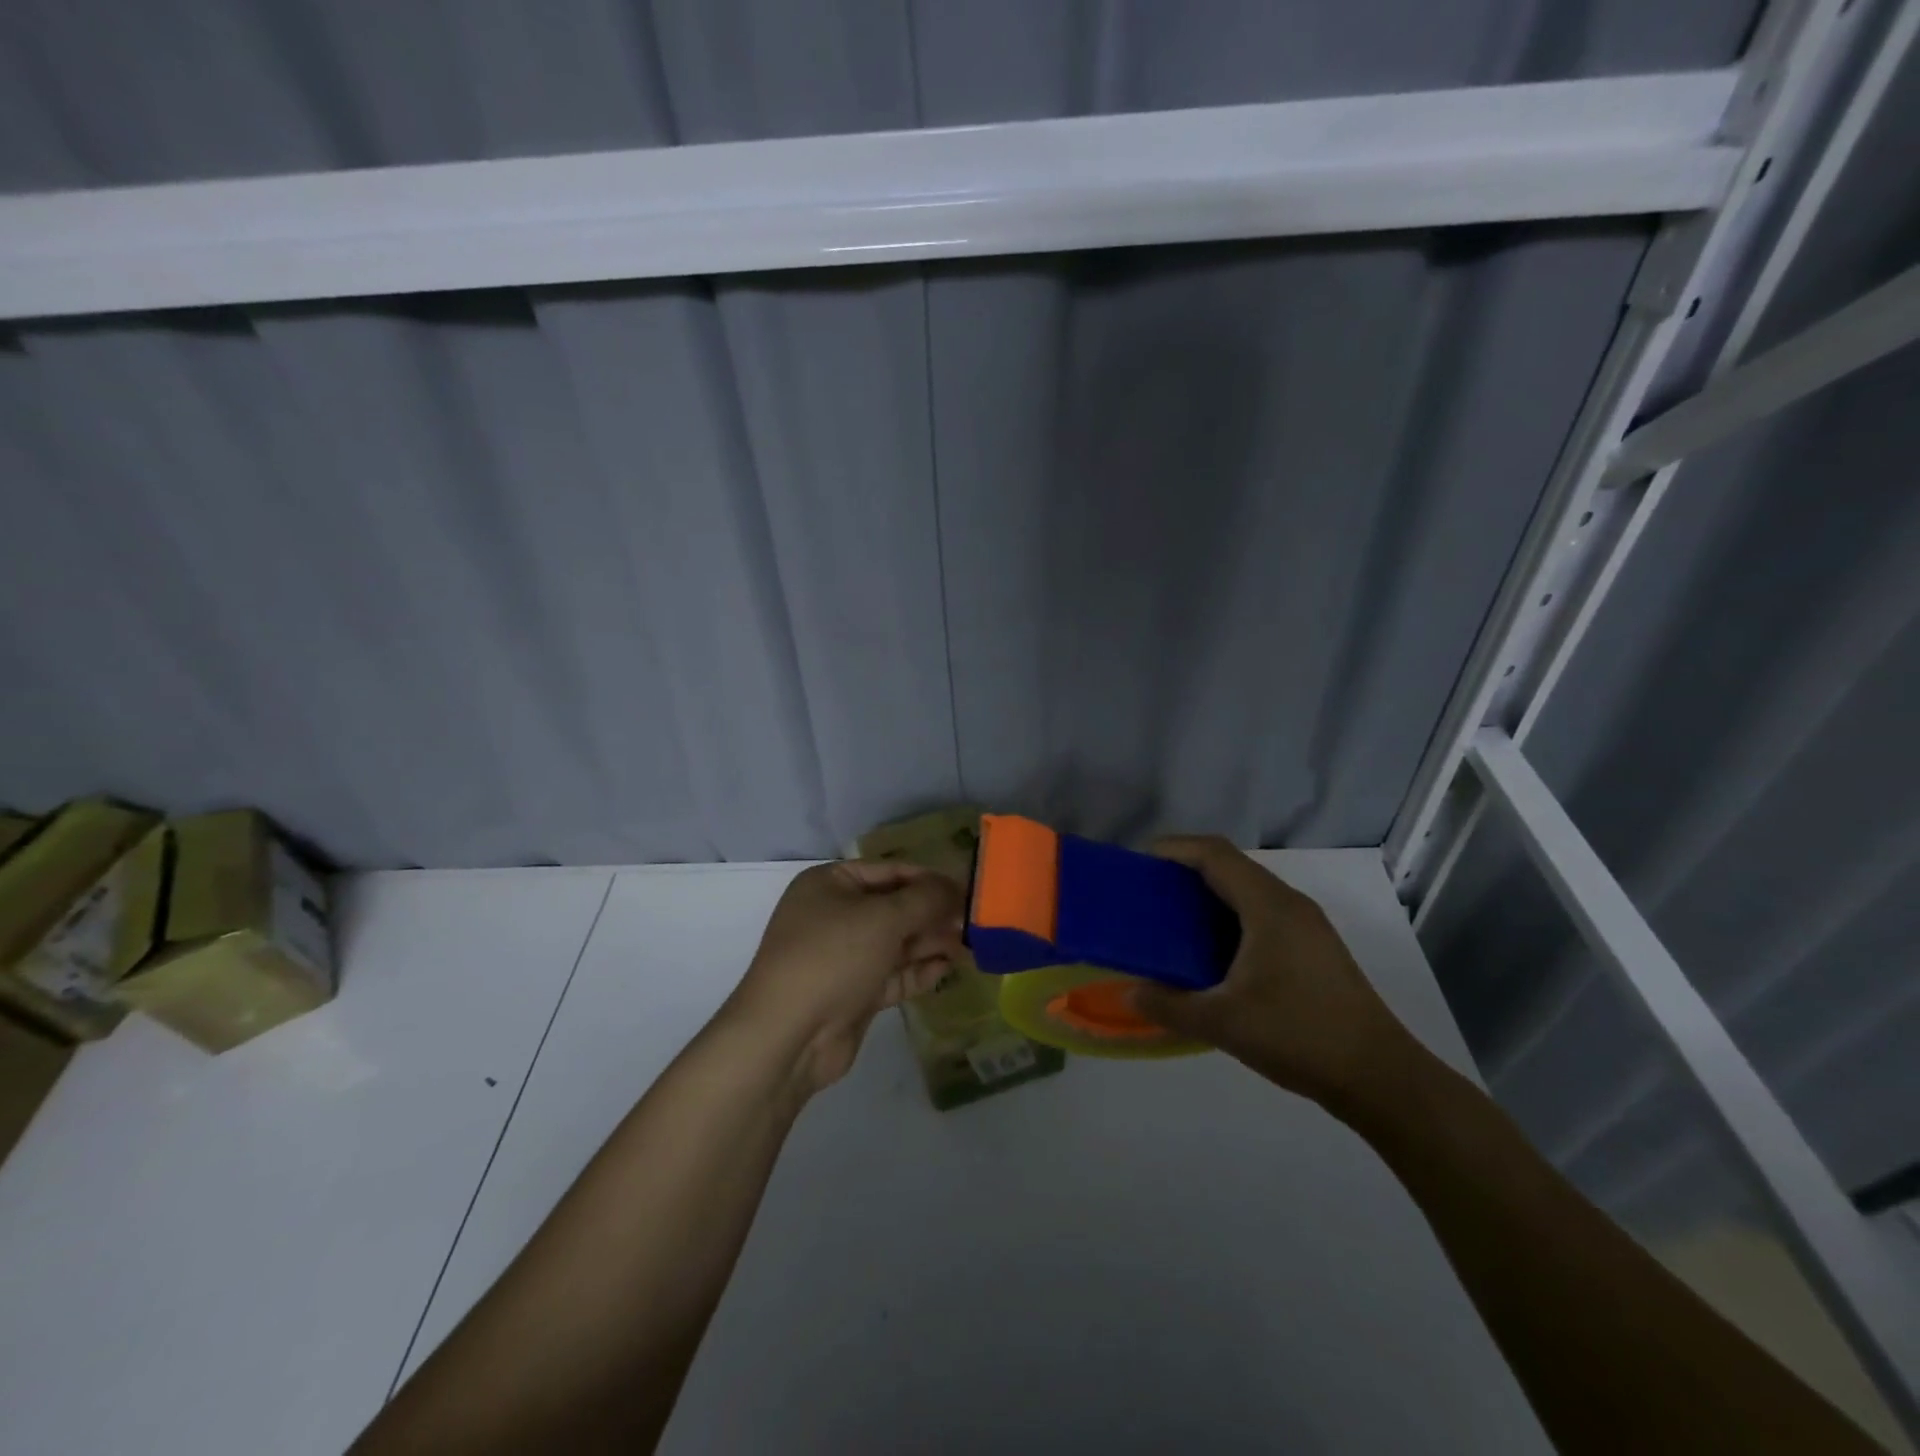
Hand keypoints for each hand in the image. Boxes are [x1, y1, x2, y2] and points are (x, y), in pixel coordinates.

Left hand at [724, 860, 963, 1095]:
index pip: (890, 871)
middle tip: (974, 922)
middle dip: (933, 914)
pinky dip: (918, 970)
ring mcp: (843, 956)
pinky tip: (947, 969)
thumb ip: (925, 899)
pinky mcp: (853, 993)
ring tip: (970, 946)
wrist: (788, 1036)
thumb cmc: (833, 957)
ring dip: (931, 942)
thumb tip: (955, 888)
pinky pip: (892, 974)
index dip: (930, 879)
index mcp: (831, 884)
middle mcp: (835, 915)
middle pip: (895, 907)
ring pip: (897, 942)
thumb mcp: (883, 918)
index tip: (968, 890)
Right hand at [1130, 837, 1420, 1116]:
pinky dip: (1228, 918)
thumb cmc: (1300, 1035)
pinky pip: (1261, 913)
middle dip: (1185, 872)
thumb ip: (1169, 1005)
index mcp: (1268, 906)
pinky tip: (1212, 953)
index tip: (1139, 864)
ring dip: (1208, 896)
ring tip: (1172, 922)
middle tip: (1148, 895)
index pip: (1214, 853)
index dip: (1174, 848)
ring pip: (1247, 891)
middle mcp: (1289, 904)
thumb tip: (1130, 992)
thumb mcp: (1223, 1023)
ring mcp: (1306, 926)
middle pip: (1230, 866)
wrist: (1381, 1077)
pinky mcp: (1313, 948)